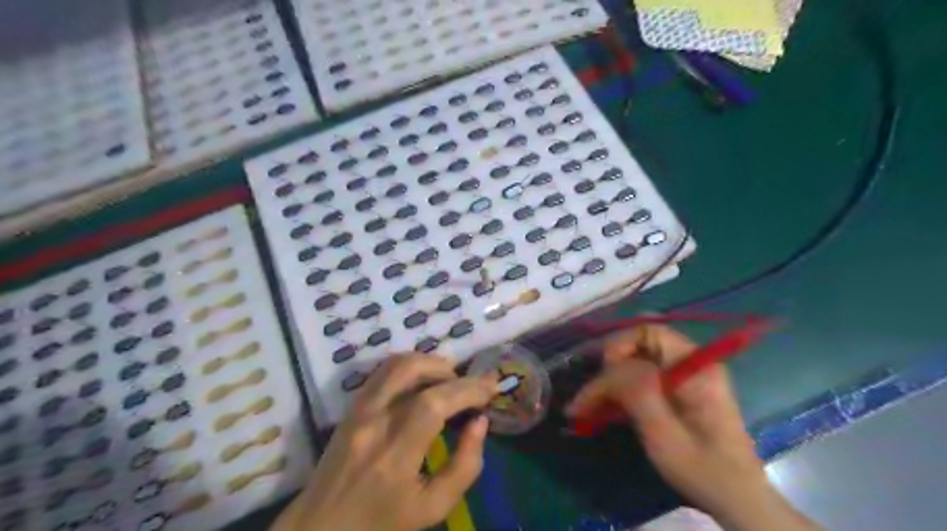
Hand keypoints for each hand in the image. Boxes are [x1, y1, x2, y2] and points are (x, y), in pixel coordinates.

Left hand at [272, 352, 498, 530]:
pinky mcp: (351, 406)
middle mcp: (372, 422)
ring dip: (429, 362)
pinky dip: (411, 366)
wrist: (320, 528)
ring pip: (395, 363)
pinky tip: (425, 381)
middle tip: (470, 385)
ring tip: (450, 379)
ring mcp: (357, 410)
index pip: (433, 403)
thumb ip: (465, 465)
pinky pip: (383, 371)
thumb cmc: (381, 523)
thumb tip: (479, 421)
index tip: (491, 387)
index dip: (467, 389)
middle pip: (411, 370)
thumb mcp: (433, 508)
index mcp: (393, 455)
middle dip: (449, 370)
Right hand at [560, 324, 822, 530]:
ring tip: (585, 407)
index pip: (649, 332)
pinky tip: (603, 408)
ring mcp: (684, 376)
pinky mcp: (677, 390)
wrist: (736, 499)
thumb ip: (639, 393)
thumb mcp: (666, 435)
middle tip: (587, 399)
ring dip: (609, 382)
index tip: (601, 375)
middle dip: (609, 369)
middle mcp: (690, 362)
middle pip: (638, 346)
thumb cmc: (703, 470)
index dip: (620, 346)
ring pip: (635, 363)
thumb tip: (612, 365)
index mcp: (695, 367)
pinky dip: (619, 391)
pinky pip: (641, 378)